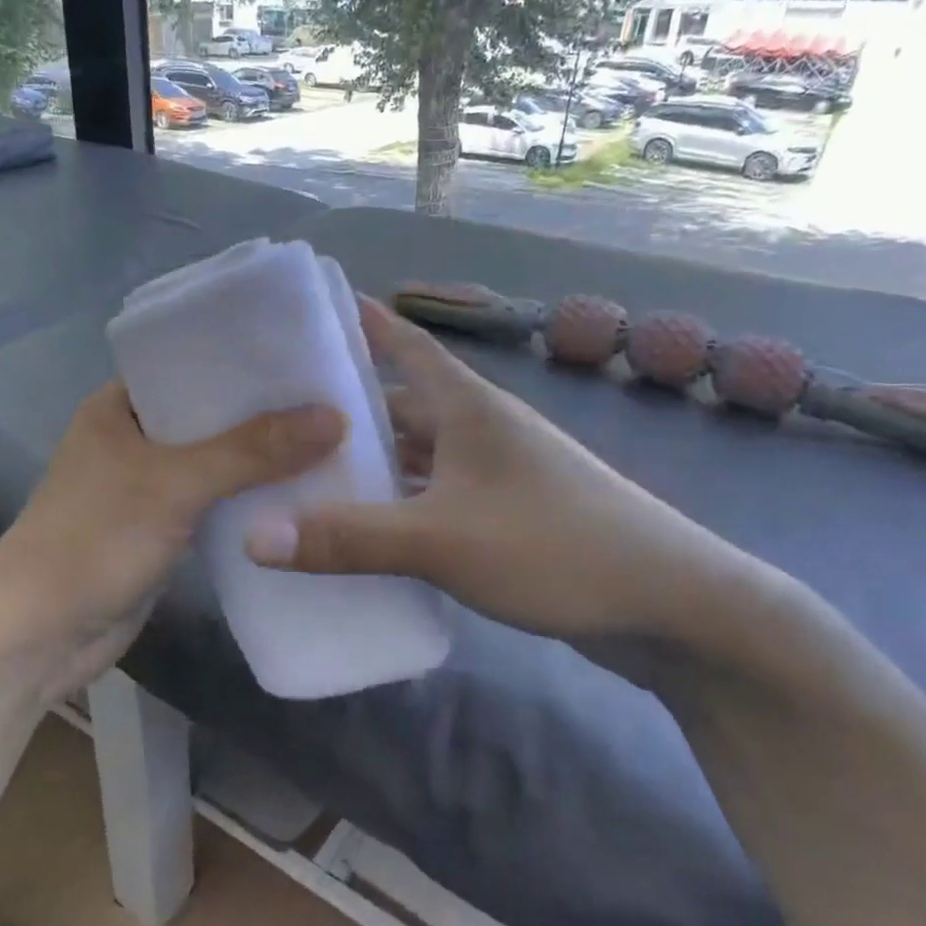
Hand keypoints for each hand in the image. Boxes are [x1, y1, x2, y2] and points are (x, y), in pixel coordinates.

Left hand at [0, 383, 344, 699]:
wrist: (41, 635)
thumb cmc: (94, 541)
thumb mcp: (174, 485)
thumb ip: (252, 451)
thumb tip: (335, 417)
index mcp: (119, 405)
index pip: (190, 362)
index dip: (245, 358)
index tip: (306, 353)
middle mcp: (133, 437)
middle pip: (210, 413)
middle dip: (264, 411)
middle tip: (334, 396)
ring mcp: (148, 485)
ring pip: (216, 460)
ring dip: (262, 458)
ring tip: (333, 439)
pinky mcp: (163, 528)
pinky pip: (215, 501)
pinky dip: (249, 497)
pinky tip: (300, 493)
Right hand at [245, 299, 772, 657]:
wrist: (672, 608)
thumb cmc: (557, 547)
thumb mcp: (442, 540)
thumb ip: (348, 537)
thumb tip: (253, 538)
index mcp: (467, 406)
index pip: (403, 342)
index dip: (356, 323)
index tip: (299, 317)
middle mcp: (479, 429)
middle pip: (399, 404)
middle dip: (341, 410)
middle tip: (271, 419)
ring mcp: (494, 474)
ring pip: (414, 457)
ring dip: (367, 465)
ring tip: (299, 477)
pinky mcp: (503, 517)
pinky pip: (431, 499)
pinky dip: (395, 507)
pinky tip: (360, 531)